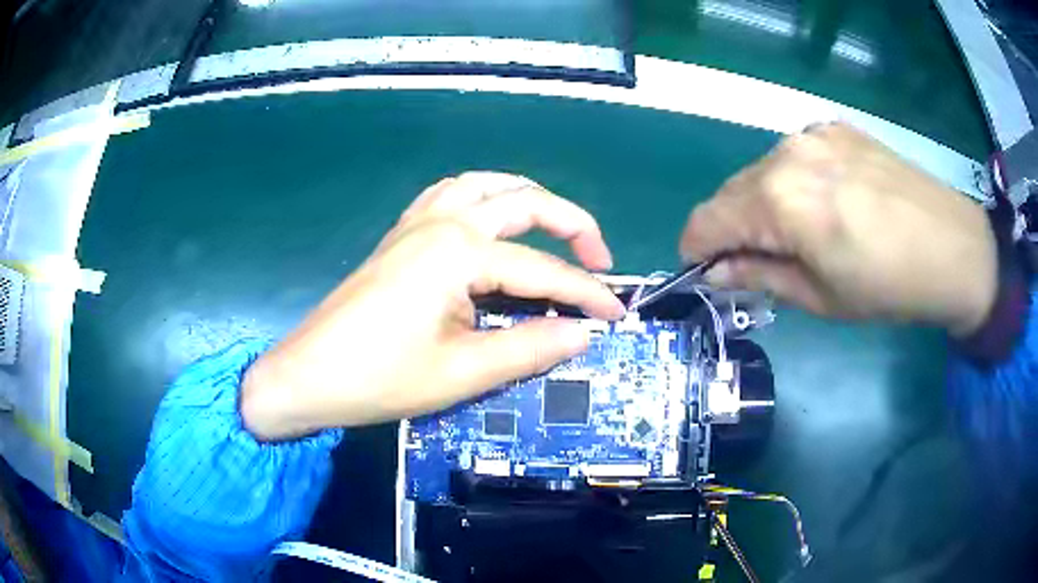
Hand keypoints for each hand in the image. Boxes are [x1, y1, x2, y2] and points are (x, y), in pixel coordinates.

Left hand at [242, 172, 625, 440]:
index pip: (543, 271)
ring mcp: (416, 223)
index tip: (617, 315)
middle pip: (523, 201)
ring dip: (527, 198)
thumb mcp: (463, 372)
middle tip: (599, 260)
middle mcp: (442, 222)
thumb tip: (582, 334)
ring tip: (552, 228)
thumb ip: (529, 348)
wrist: (309, 375)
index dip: (586, 295)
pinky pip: (450, 195)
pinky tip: (489, 222)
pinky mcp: (400, 236)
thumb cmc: (380, 378)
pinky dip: (482, 198)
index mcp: (459, 252)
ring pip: (485, 184)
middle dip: (572, 224)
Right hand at [680, 122, 996, 336]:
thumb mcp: (820, 296)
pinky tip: (825, 202)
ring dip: (762, 204)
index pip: (707, 220)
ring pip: (762, 172)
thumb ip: (760, 275)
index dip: (697, 249)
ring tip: (798, 233)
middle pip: (731, 192)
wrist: (951, 246)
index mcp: (779, 201)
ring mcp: (812, 134)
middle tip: (755, 260)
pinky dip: (792, 182)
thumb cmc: (888, 286)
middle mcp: (786, 154)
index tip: (704, 271)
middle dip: (732, 228)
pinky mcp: (835, 128)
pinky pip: (793, 156)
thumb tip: (717, 270)